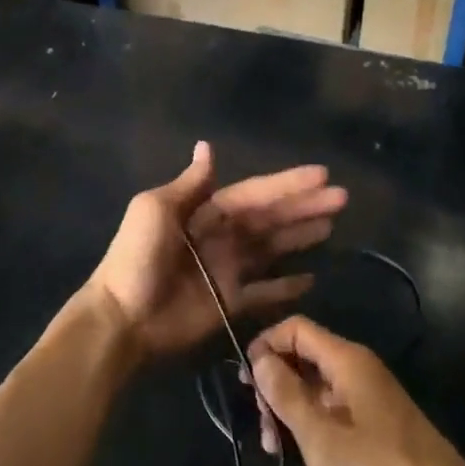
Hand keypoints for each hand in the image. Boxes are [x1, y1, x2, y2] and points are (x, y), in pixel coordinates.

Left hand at [84, 141, 346, 363]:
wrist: (122, 318)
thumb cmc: (137, 258)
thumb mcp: (155, 210)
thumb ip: (189, 185)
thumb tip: (208, 147)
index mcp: (205, 211)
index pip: (255, 193)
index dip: (287, 184)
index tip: (322, 174)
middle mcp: (222, 236)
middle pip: (270, 218)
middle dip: (304, 207)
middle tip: (342, 198)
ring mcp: (228, 270)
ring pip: (273, 248)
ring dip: (300, 236)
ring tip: (332, 225)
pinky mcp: (231, 303)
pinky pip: (265, 291)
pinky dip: (286, 286)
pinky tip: (312, 278)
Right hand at [249, 316, 464, 465]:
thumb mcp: (321, 438)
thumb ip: (287, 395)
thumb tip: (260, 359)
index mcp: (346, 360)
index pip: (297, 328)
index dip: (267, 345)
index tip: (246, 381)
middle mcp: (358, 366)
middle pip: (305, 355)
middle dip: (276, 383)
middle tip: (262, 426)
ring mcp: (369, 392)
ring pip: (316, 383)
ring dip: (291, 407)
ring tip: (275, 448)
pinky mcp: (376, 416)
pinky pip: (333, 403)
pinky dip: (312, 420)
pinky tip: (303, 451)